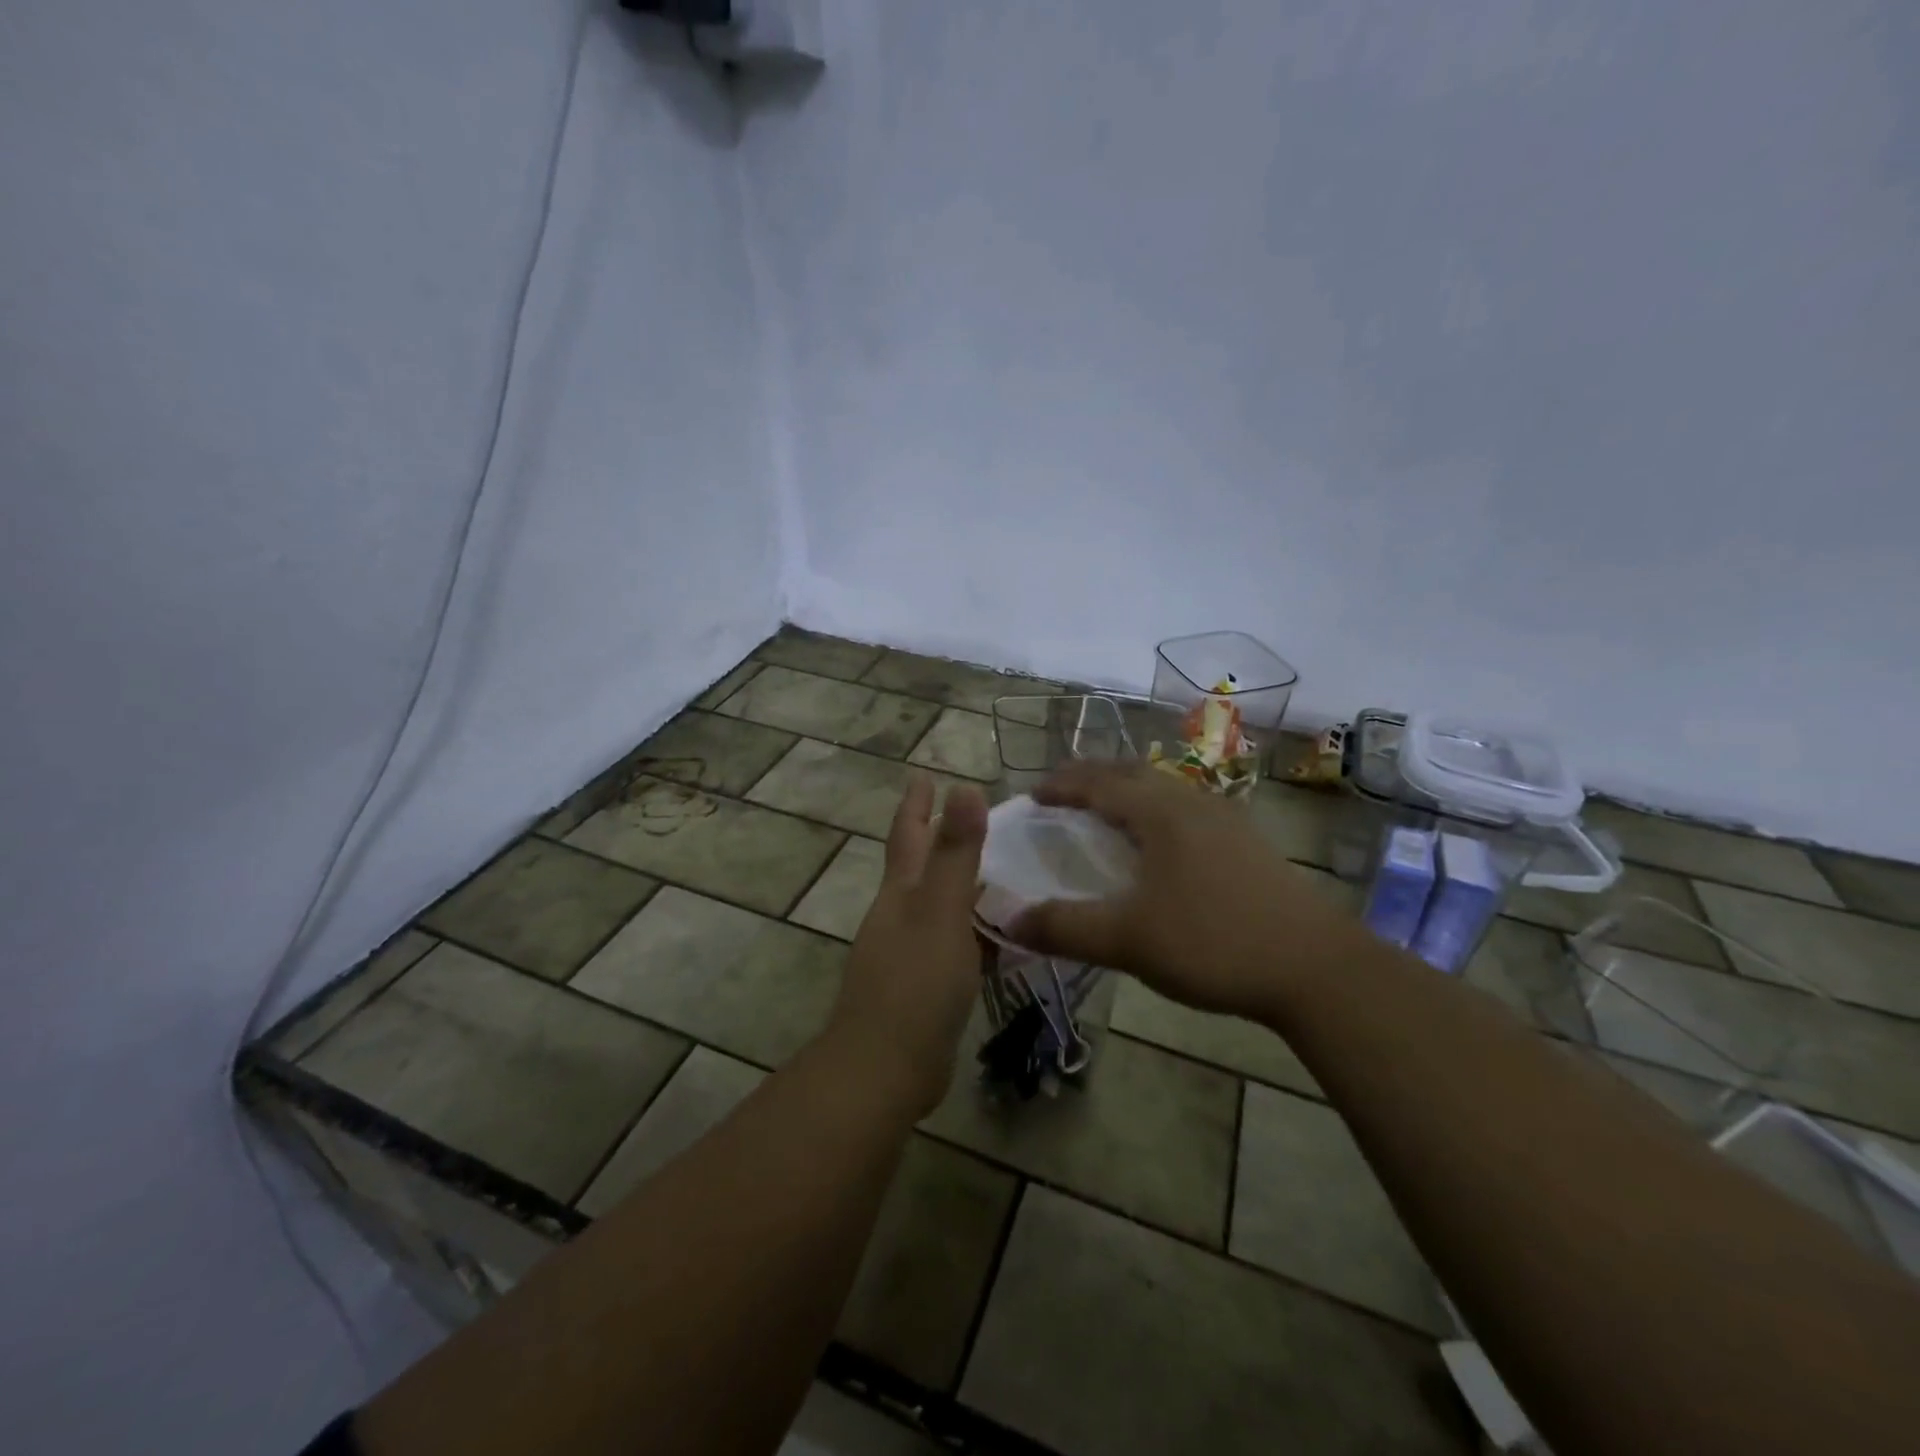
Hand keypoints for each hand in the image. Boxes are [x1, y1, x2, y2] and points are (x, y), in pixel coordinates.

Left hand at [827, 774, 987, 1117]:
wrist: (885, 1067)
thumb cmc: (914, 981)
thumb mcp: (941, 910)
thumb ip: (956, 852)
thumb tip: (964, 787)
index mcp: (902, 891)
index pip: (909, 834)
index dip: (917, 804)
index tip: (925, 775)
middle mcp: (900, 914)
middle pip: (920, 866)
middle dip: (940, 839)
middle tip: (976, 817)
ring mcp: (909, 951)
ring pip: (940, 905)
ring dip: (963, 886)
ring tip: (1002, 871)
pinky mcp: (925, 985)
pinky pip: (956, 944)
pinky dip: (975, 932)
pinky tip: (1002, 937)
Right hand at [1009, 761, 1359, 1020]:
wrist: (1316, 968)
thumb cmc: (1214, 943)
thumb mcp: (1128, 940)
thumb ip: (1065, 928)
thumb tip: (1008, 921)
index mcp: (1161, 813)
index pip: (1099, 783)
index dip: (1062, 785)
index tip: (1033, 794)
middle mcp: (1192, 803)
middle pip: (1133, 773)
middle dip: (1093, 777)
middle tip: (1063, 794)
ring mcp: (1226, 820)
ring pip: (1164, 789)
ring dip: (1127, 791)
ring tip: (1106, 812)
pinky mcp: (1247, 843)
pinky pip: (1186, 809)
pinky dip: (1155, 811)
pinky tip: (1160, 844)